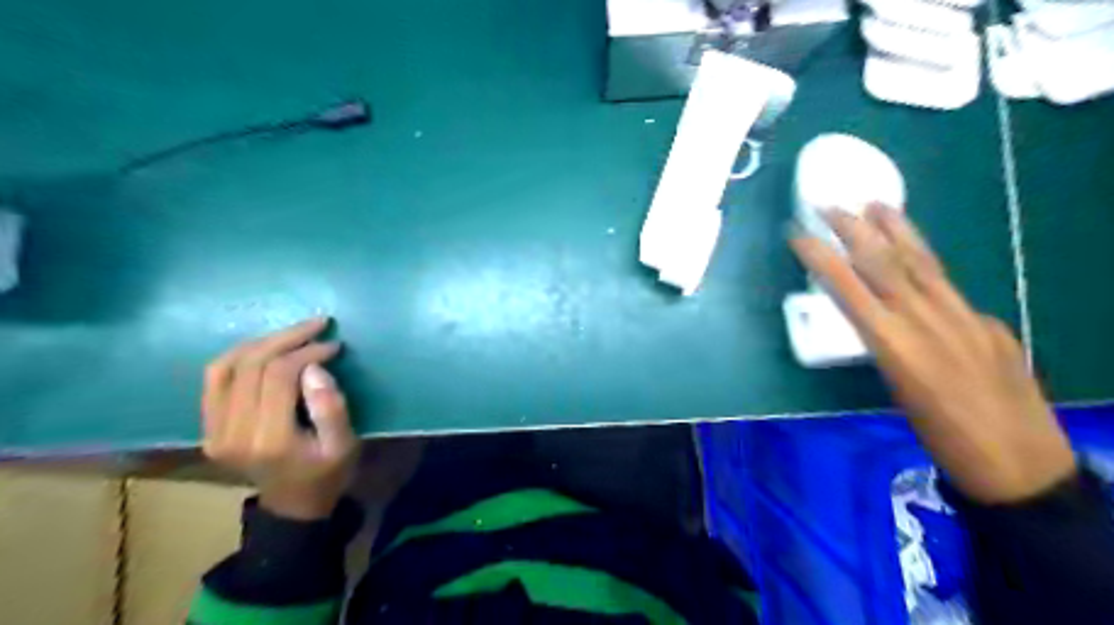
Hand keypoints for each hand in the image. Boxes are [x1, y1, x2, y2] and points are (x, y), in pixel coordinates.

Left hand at [201, 318, 356, 516]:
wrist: (293, 503)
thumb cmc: (327, 472)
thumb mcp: (344, 445)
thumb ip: (332, 408)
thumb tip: (314, 368)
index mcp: (269, 439)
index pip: (278, 376)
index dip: (306, 352)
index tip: (334, 344)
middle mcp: (232, 433)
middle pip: (251, 365)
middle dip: (288, 338)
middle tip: (318, 325)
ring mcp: (213, 430)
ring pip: (227, 366)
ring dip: (263, 341)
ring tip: (294, 332)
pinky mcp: (208, 427)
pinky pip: (214, 378)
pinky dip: (239, 355)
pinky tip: (265, 347)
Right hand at [788, 204, 1073, 502]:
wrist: (1018, 464)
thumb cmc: (940, 438)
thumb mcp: (898, 390)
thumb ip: (891, 345)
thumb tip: (891, 320)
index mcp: (895, 343)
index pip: (850, 288)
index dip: (822, 258)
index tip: (799, 234)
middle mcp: (926, 321)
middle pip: (884, 265)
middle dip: (854, 231)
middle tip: (831, 205)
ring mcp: (964, 317)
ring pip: (922, 265)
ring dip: (896, 231)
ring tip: (877, 205)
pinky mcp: (989, 323)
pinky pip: (949, 286)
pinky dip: (927, 265)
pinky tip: (919, 258)